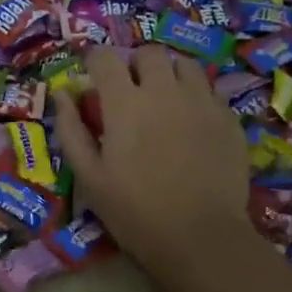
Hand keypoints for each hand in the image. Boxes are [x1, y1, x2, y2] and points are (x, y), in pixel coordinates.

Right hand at [52, 45, 253, 279]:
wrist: (200, 238)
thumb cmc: (135, 211)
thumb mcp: (89, 177)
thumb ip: (71, 130)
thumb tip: (63, 94)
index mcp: (125, 103)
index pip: (105, 58)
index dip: (95, 63)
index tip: (93, 78)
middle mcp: (164, 91)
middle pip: (148, 53)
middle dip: (134, 65)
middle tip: (130, 92)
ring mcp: (202, 101)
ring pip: (184, 65)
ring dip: (168, 74)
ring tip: (164, 100)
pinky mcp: (229, 118)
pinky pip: (210, 91)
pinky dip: (195, 96)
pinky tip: (191, 123)